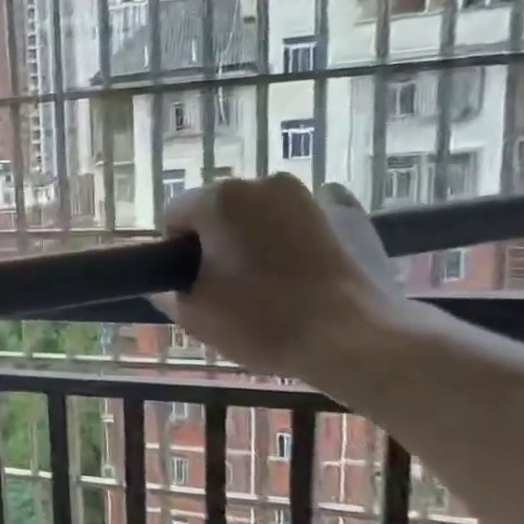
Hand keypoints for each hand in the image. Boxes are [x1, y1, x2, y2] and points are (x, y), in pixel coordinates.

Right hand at [151, 174, 402, 385]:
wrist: (357, 340)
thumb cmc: (262, 323)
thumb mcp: (193, 316)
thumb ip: (167, 292)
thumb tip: (167, 285)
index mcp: (219, 199)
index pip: (174, 216)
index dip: (176, 253)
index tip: (192, 285)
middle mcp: (263, 183)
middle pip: (220, 211)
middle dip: (217, 241)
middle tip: (228, 289)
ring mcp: (311, 194)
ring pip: (262, 215)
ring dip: (256, 239)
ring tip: (270, 285)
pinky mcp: (350, 212)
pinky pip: (307, 218)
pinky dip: (299, 236)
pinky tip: (305, 268)